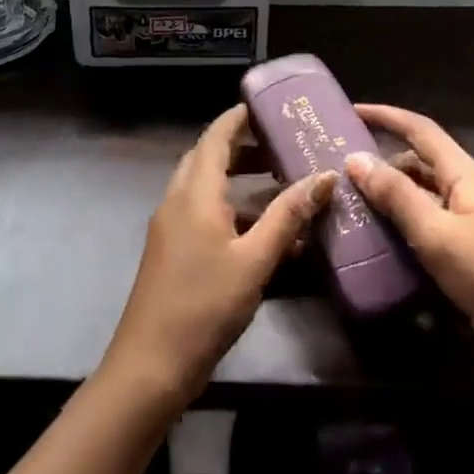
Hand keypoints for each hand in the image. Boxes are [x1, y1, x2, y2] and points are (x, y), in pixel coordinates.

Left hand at [102, 105, 337, 406]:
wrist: (149, 367)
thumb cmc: (204, 306)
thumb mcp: (255, 260)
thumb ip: (288, 216)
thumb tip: (325, 176)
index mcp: (195, 192)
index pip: (216, 136)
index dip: (239, 117)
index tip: (268, 106)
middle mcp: (178, 200)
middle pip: (209, 157)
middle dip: (244, 148)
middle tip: (281, 147)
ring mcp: (170, 226)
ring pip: (205, 187)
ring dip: (238, 180)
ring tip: (278, 186)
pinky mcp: (171, 251)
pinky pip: (202, 213)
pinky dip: (230, 209)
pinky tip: (260, 233)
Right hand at [346, 104, 473, 389]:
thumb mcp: (436, 233)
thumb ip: (396, 195)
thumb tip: (355, 158)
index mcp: (467, 175)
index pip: (421, 130)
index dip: (387, 116)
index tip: (352, 110)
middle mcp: (470, 192)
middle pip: (420, 163)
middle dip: (383, 160)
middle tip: (341, 169)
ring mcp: (472, 225)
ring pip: (423, 197)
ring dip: (391, 196)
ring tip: (351, 204)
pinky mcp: (470, 256)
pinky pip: (428, 227)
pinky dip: (403, 227)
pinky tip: (379, 242)